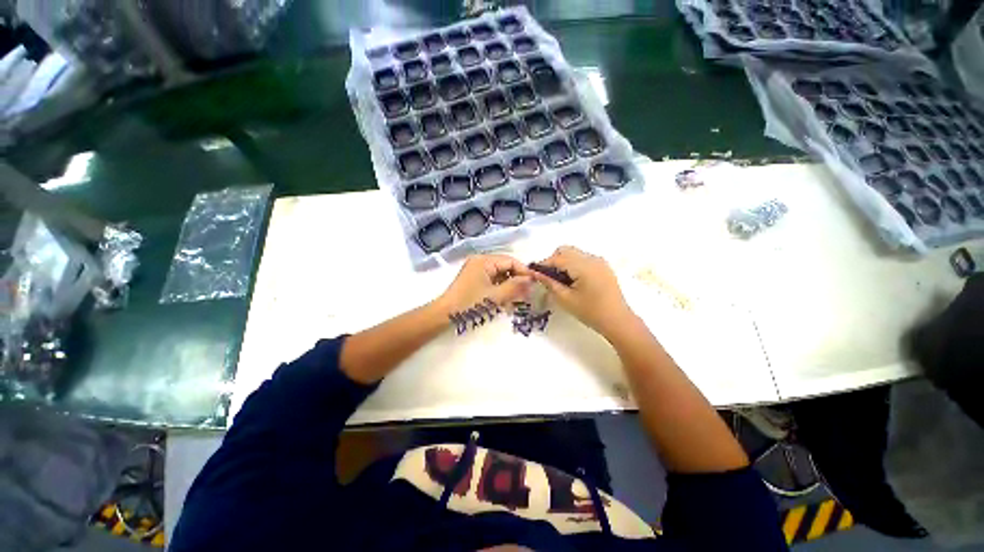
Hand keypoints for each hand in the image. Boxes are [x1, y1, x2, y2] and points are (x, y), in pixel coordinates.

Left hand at [435, 254, 533, 314]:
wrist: (444, 315)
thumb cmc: (469, 303)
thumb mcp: (495, 296)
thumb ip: (515, 287)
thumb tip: (532, 280)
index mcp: (484, 260)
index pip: (510, 261)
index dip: (524, 272)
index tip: (535, 284)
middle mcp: (480, 262)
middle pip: (506, 267)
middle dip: (517, 280)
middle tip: (528, 294)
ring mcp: (477, 271)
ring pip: (500, 276)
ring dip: (510, 286)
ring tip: (519, 300)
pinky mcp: (475, 280)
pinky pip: (493, 281)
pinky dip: (501, 290)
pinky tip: (507, 301)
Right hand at [531, 246, 635, 334]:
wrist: (618, 321)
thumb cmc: (590, 312)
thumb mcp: (566, 299)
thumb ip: (550, 283)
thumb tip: (535, 273)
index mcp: (583, 266)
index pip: (557, 258)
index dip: (543, 264)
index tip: (534, 273)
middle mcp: (592, 258)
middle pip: (566, 250)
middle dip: (553, 260)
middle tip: (548, 277)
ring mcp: (599, 261)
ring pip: (574, 253)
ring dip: (563, 262)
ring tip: (560, 280)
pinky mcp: (603, 267)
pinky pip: (583, 259)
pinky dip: (573, 265)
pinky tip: (572, 281)